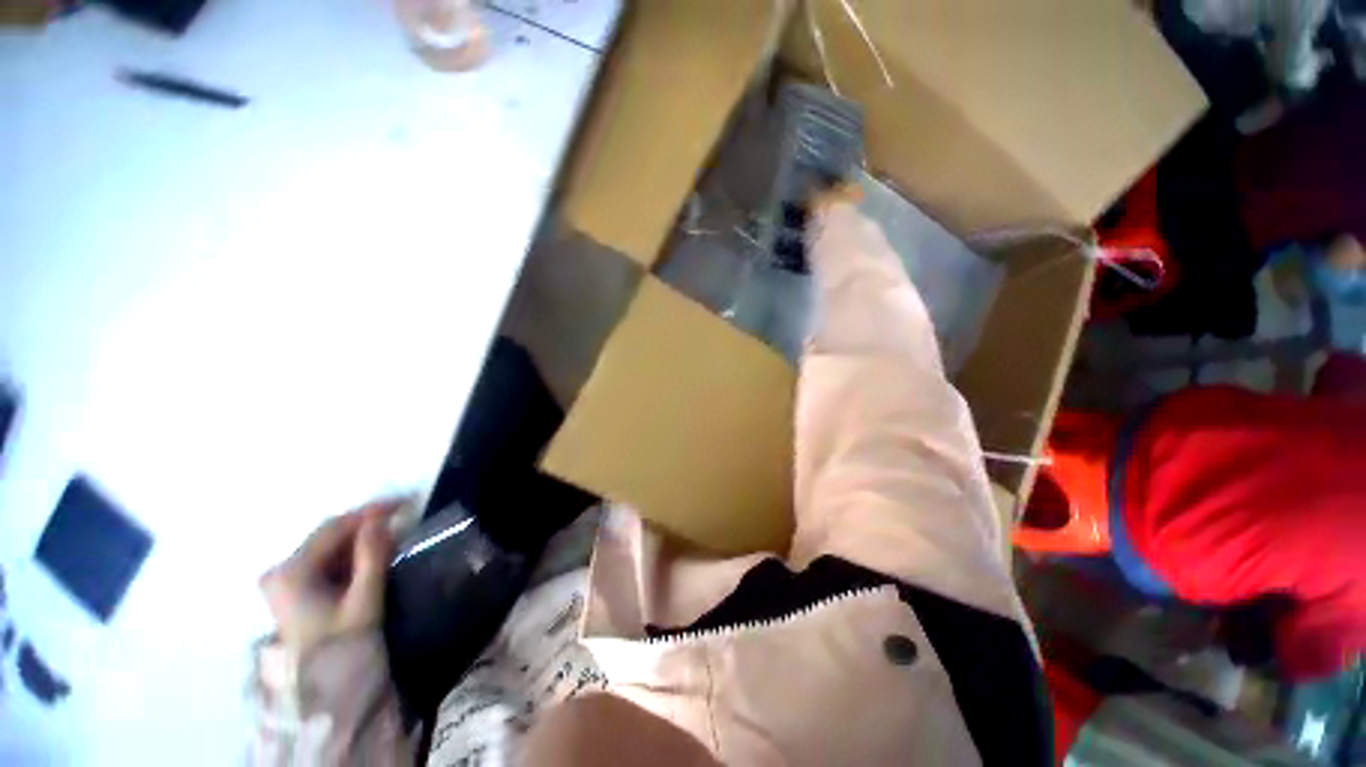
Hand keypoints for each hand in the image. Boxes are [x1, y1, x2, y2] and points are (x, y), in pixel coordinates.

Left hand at [260, 500, 401, 654]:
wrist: (321, 693)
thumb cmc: (342, 647)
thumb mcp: (363, 600)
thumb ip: (372, 556)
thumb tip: (382, 517)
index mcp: (292, 571)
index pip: (334, 527)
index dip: (371, 512)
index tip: (406, 502)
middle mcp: (281, 570)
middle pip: (329, 535)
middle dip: (366, 525)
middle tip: (403, 519)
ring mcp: (284, 581)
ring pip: (329, 547)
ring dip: (361, 540)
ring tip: (393, 537)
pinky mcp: (293, 590)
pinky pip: (325, 561)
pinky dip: (350, 555)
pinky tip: (371, 558)